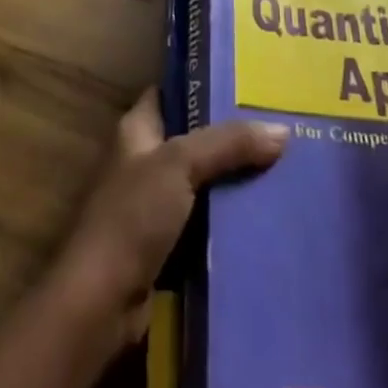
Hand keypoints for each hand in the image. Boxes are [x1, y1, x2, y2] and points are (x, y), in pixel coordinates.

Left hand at [52, 91, 285, 345]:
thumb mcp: (179, 166)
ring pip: (204, 182)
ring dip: (236, 181)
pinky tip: (267, 216)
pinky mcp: (167, 245)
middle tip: (280, 129)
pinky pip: (206, 222)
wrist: (101, 303)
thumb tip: (283, 130)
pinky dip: (230, 220)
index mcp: (136, 131)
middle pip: (194, 139)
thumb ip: (228, 144)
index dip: (203, 85)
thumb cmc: (131, 218)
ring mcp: (154, 205)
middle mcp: (144, 161)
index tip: (248, 84)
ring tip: (286, 169)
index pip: (171, 93)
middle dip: (232, 137)